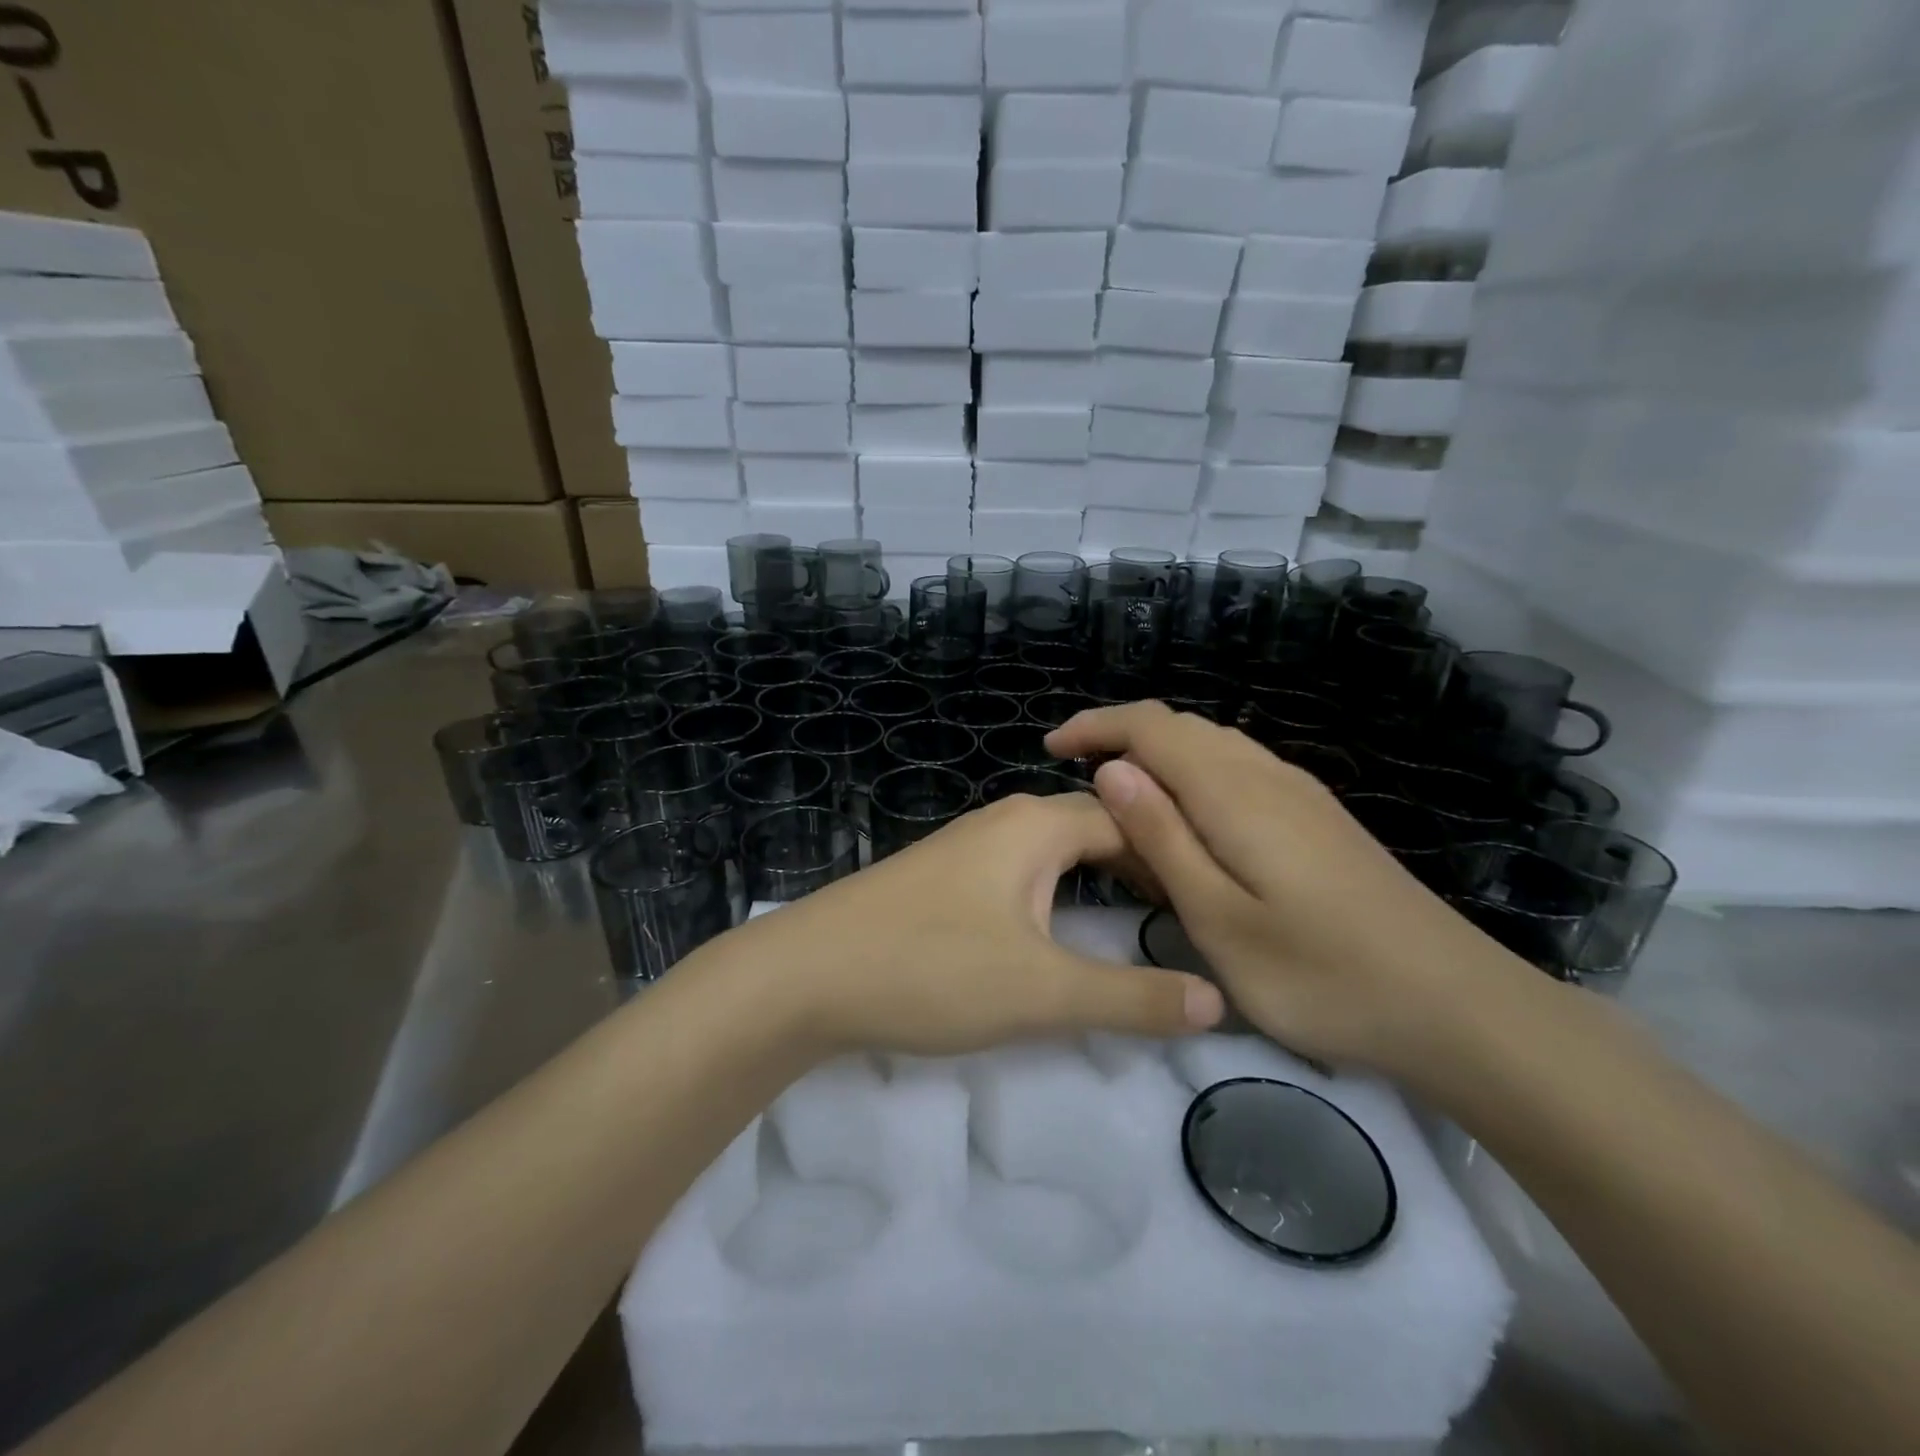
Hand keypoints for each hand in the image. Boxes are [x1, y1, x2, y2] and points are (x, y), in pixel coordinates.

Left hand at [713, 792, 1225, 1057]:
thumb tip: (1217, 1000)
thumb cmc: (930, 969)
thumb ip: (1131, 998)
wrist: (804, 975)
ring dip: (1098, 877)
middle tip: (1192, 910)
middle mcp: (1005, 821)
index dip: (1178, 855)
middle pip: (1094, 828)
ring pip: (1054, 851)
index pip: (1131, 821)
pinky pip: (1021, 871)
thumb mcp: (1041, 992)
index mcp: (1037, 826)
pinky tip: (1058, 925)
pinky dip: (1058, 891)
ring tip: (1139, 918)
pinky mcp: (942, 878)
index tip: (1218, 897)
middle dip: (1142, 863)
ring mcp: (967, 847)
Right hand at [1046, 702, 1526, 1075]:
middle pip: (1181, 727)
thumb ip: (1161, 837)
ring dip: (1158, 756)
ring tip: (1122, 802)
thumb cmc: (1319, 974)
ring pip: (1213, 745)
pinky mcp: (1318, 817)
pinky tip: (1190, 822)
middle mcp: (1266, 774)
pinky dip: (1195, 776)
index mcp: (1233, 791)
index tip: (1050, 748)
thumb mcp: (1218, 918)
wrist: (1454, 1005)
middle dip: (1121, 737)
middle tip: (1075, 779)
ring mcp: (1299, 792)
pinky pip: (1239, 769)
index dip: (1095, 725)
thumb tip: (1111, 769)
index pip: (1150, 726)